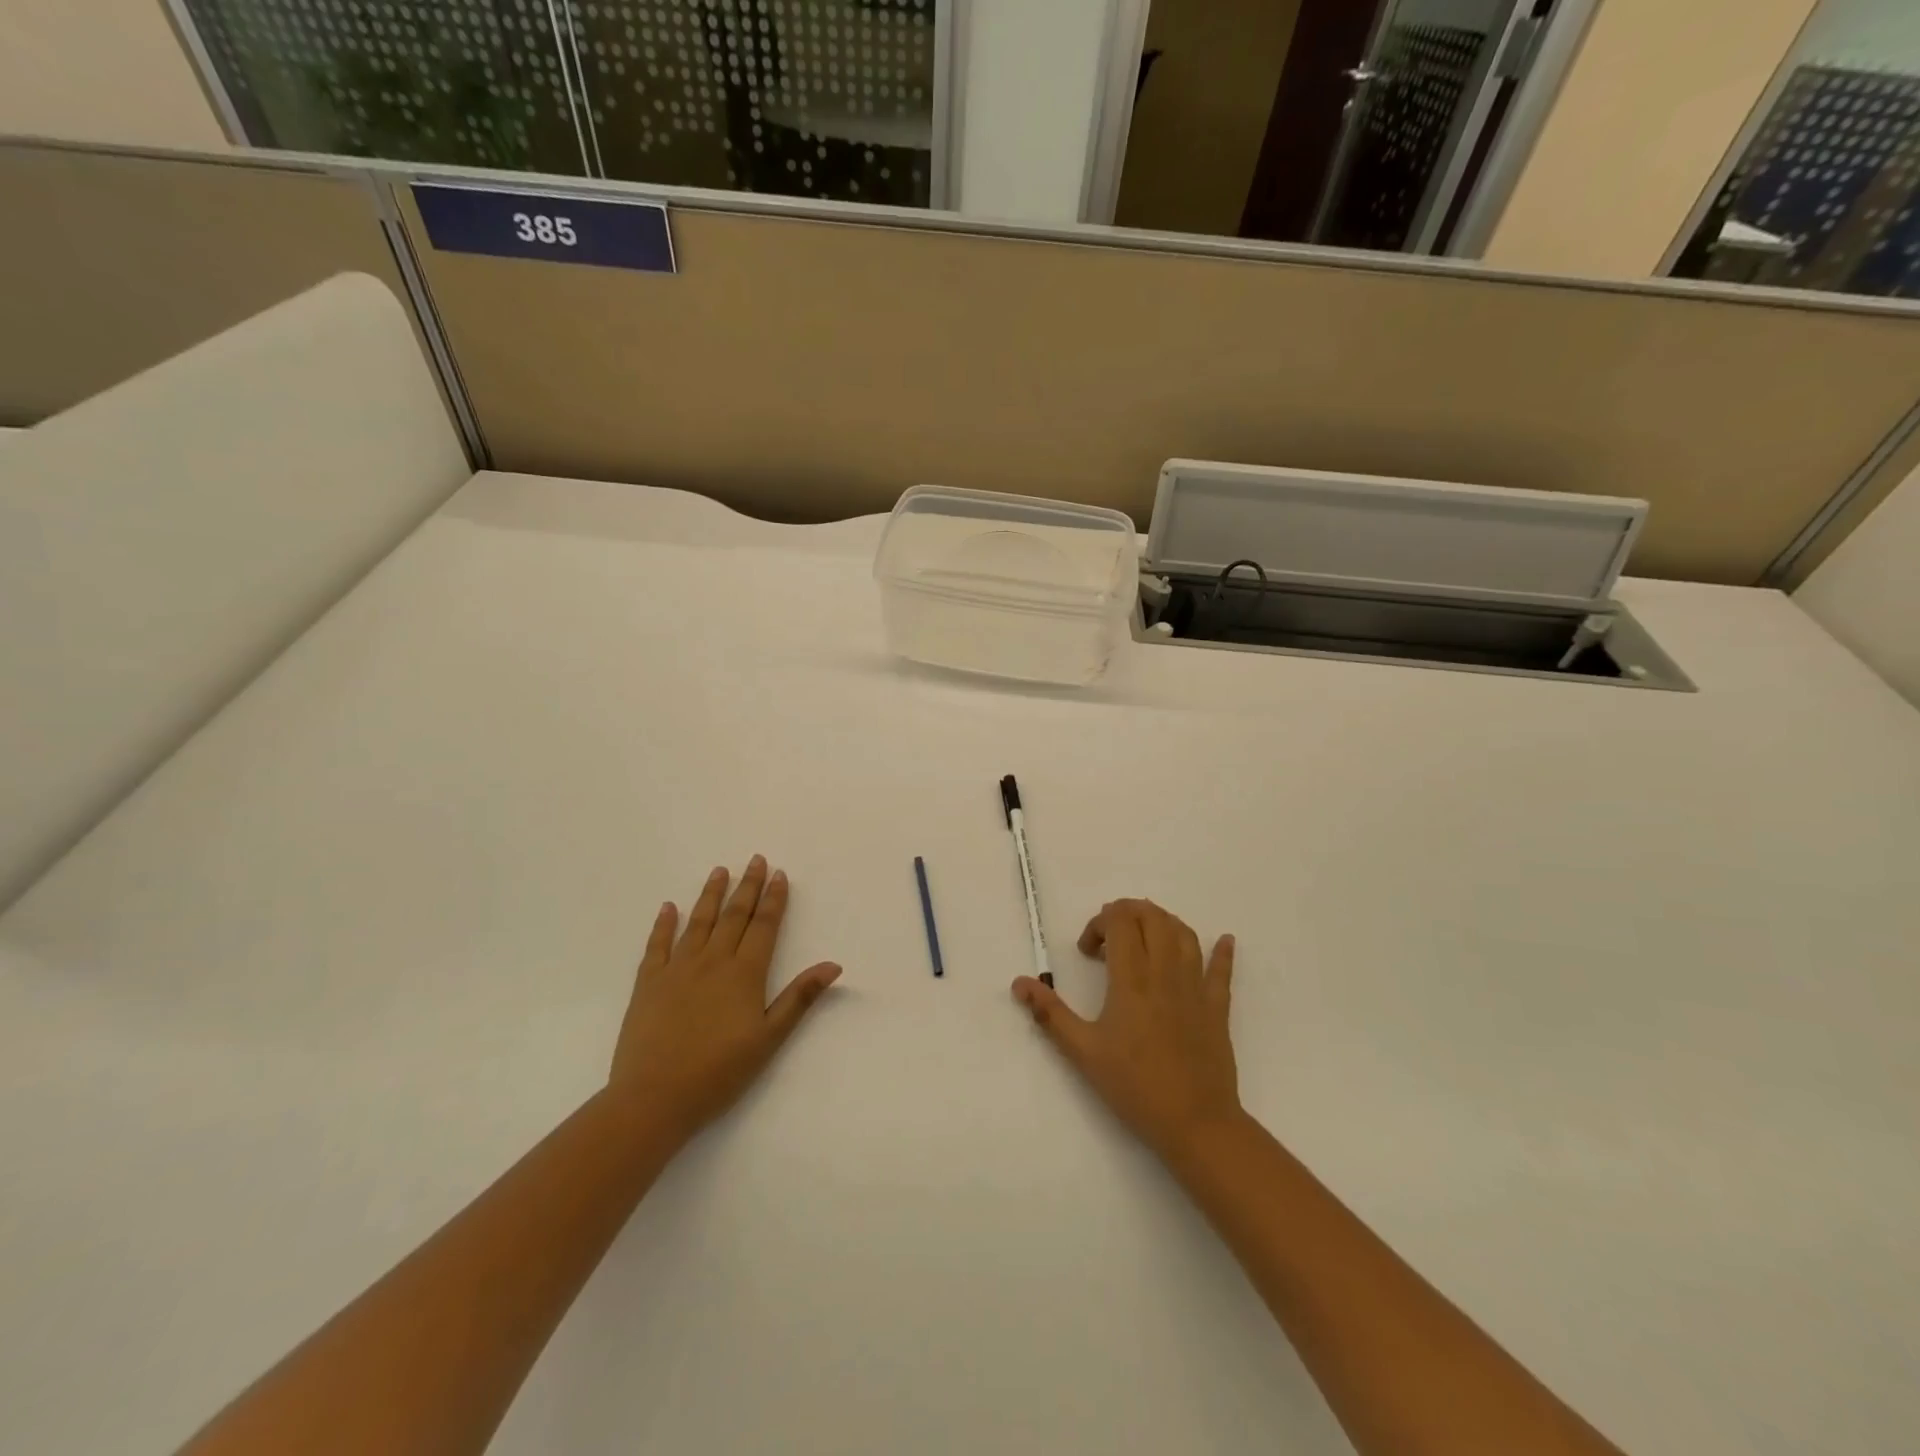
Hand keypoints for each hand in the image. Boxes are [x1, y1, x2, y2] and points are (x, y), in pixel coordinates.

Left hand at [610, 856, 840, 1144]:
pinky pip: (657, 945)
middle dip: (748, 887)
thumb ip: (799, 997)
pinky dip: (664, 924)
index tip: (779, 874)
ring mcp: (677, 969)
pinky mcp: (648, 983)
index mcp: (744, 973)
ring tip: (720, 871)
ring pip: (698, 922)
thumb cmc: (719, 1072)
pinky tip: (669, 907)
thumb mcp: (769, 1038)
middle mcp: (712, 961)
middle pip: (734, 916)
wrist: (653, 1098)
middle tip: (755, 860)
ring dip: (711, 894)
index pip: (764, 926)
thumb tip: (833, 965)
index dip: (774, 900)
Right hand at [1013, 899, 1240, 1160]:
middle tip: (1110, 937)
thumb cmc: (1134, 1086)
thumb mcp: (1083, 1051)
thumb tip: (1019, 982)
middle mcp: (1165, 973)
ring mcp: (1195, 988)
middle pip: (1152, 918)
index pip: (1120, 922)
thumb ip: (1050, 1013)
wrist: (1195, 1123)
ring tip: (1145, 934)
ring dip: (1163, 922)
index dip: (1100, 922)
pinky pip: (1223, 971)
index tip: (1087, 951)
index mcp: (1131, 980)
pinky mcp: (1217, 1008)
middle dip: (1128, 913)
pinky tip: (1224, 940)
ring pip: (1184, 934)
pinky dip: (1222, 951)